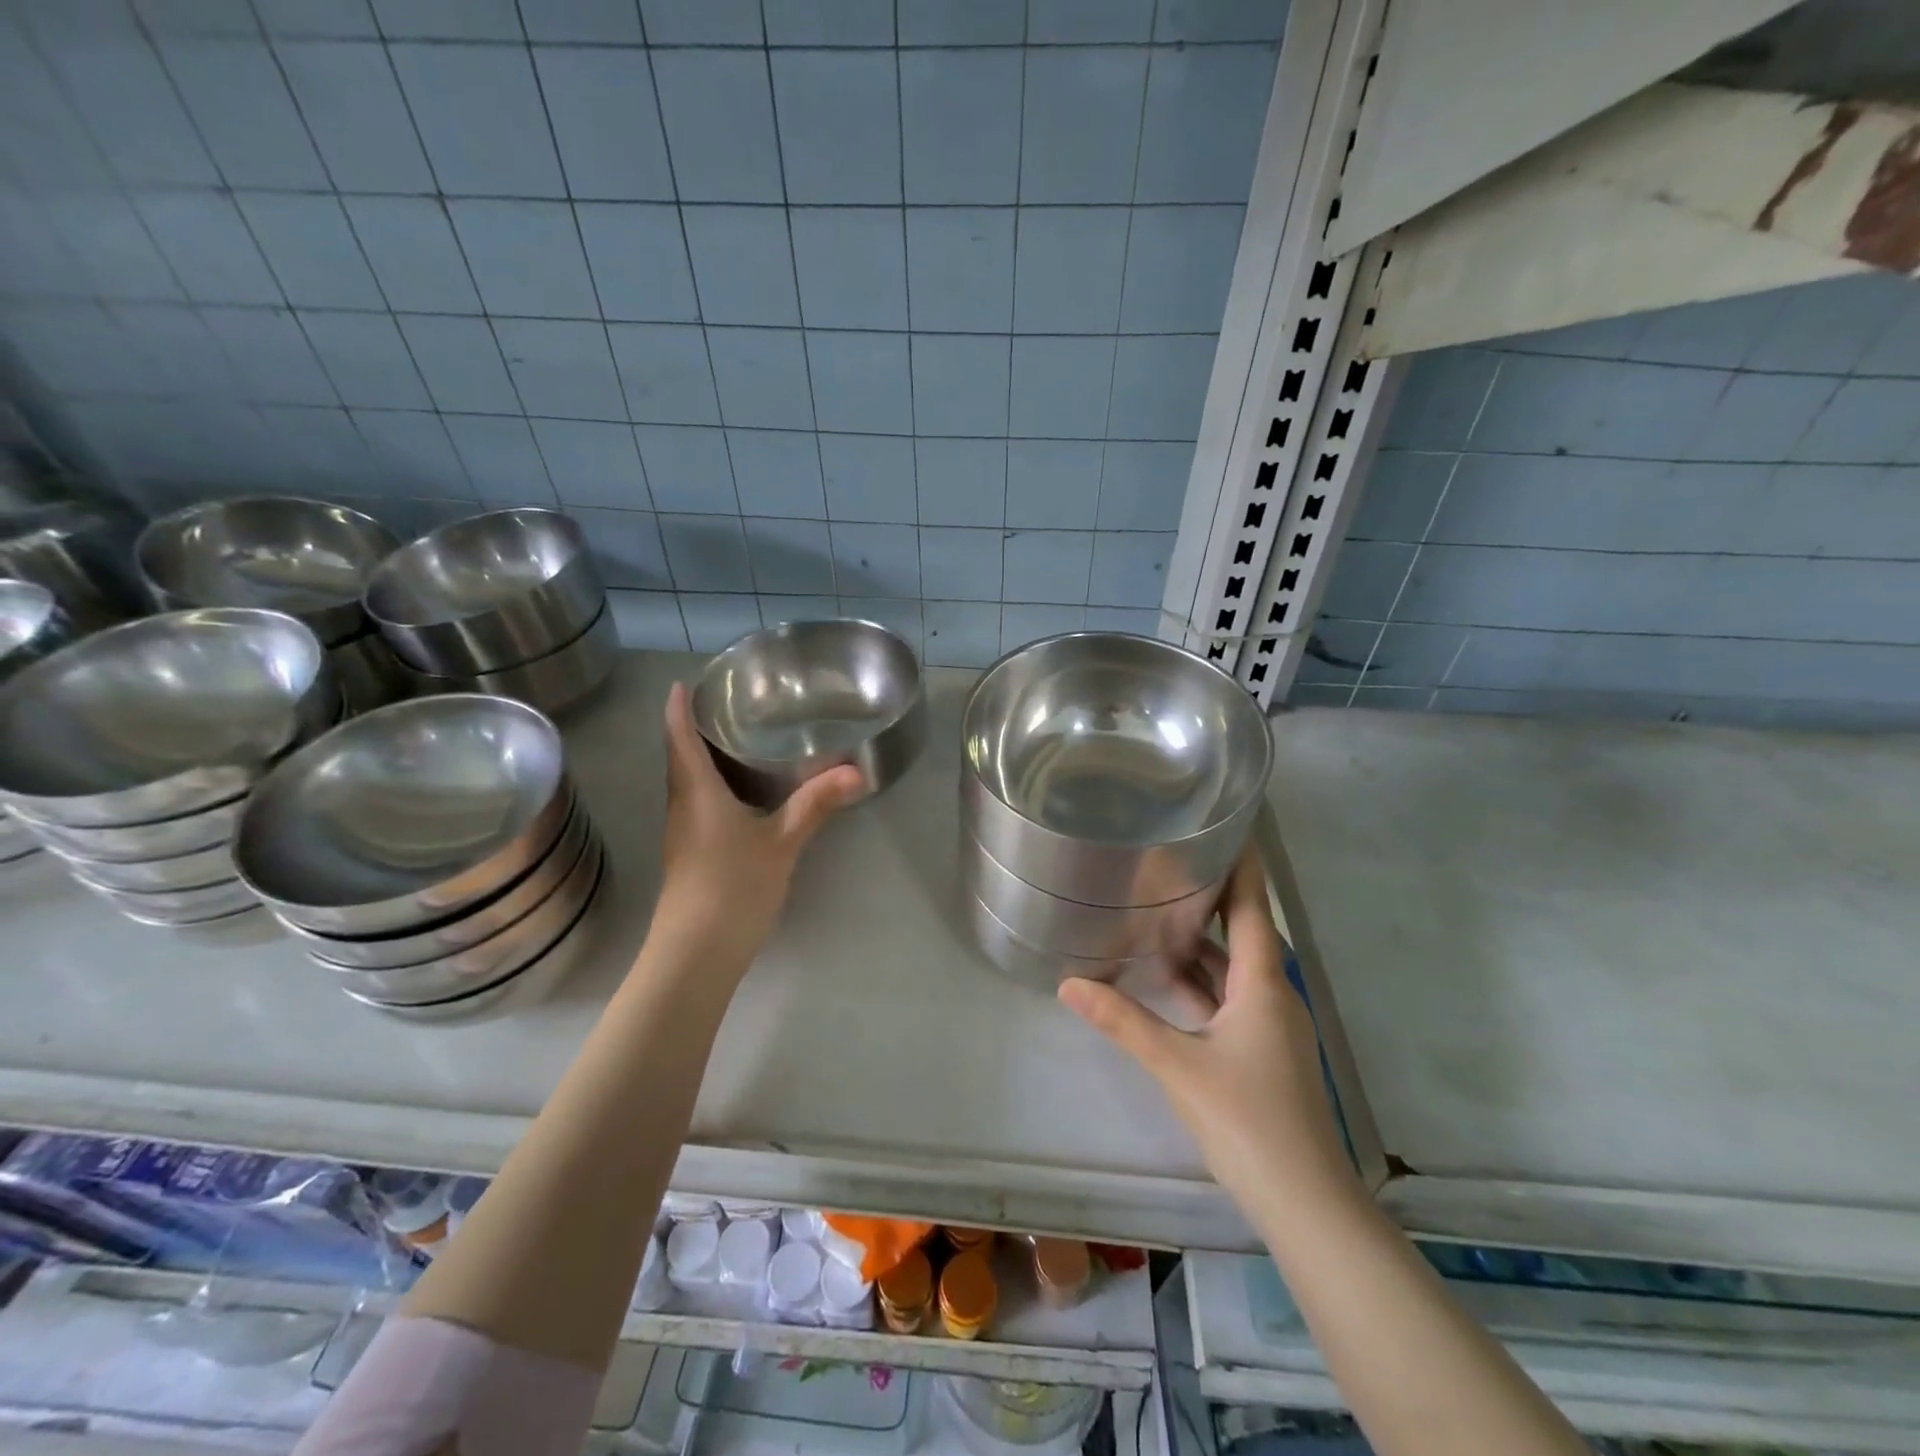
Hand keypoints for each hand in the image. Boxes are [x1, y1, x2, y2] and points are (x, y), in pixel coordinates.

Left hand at [656, 681, 865, 960]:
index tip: (684, 682)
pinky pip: (697, 804)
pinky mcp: (691, 854)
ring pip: (688, 783)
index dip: (678, 708)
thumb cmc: (732, 886)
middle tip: (725, 705)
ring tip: (735, 740)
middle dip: (693, 729)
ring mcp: (684, 833)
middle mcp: (683, 805)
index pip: (679, 737)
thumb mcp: (781, 842)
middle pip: (680, 757)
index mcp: (697, 792)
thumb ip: (816, 804)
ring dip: (701, 758)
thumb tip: (856, 772)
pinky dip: (712, 786)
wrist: (696, 953)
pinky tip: (740, 793)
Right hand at [1058, 851, 1355, 1215]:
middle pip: (1240, 933)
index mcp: (1263, 985)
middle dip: (1209, 898)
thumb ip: (1122, 1021)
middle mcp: (1274, 995)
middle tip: (1167, 863)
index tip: (1227, 826)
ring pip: (1232, 970)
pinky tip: (1167, 981)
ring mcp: (1271, 1026)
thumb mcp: (1177, 1065)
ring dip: (1199, 945)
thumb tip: (1068, 983)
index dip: (1242, 866)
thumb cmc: (1248, 1120)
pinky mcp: (1263, 1052)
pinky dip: (1201, 984)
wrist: (1306, 1203)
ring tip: (1156, 912)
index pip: (1251, 907)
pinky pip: (1229, 1000)